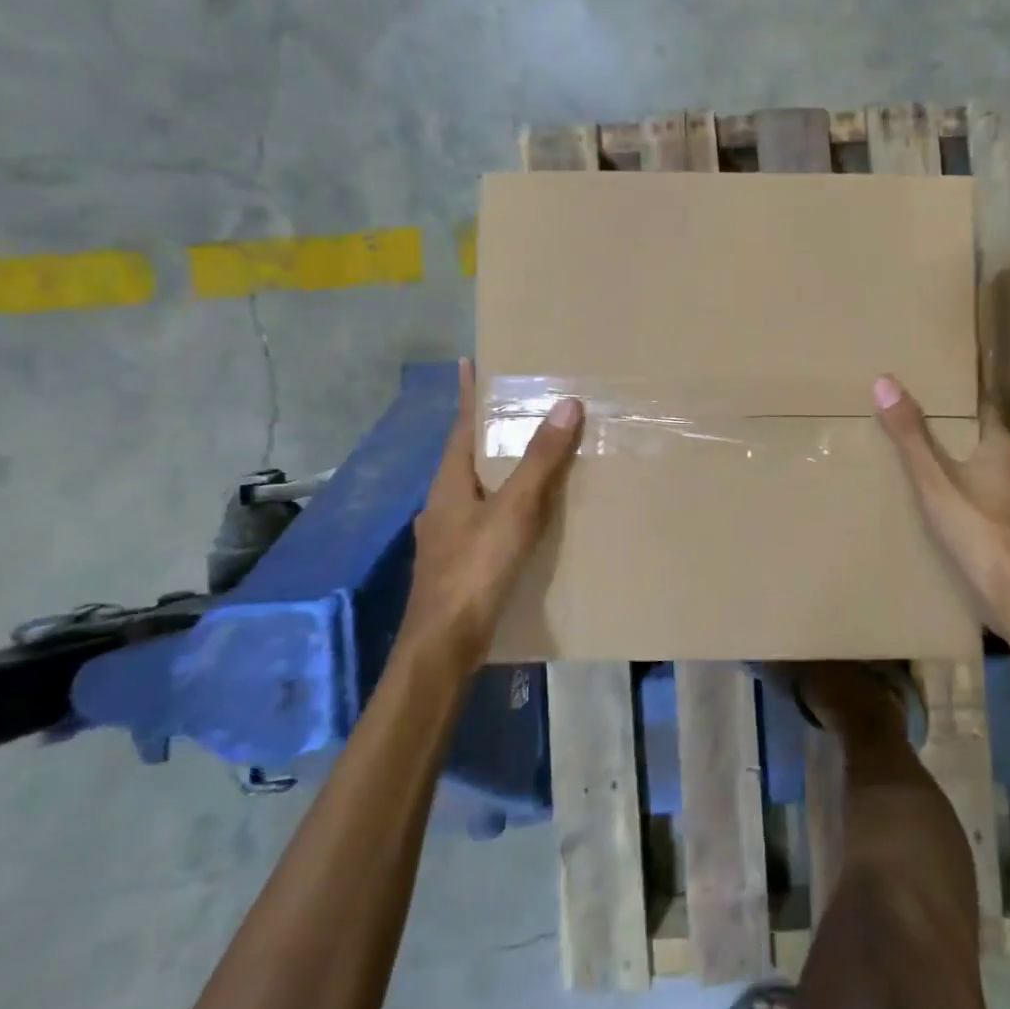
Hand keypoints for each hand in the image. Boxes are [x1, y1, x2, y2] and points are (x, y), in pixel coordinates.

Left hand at [403, 359, 583, 665]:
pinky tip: (528, 517)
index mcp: (450, 484)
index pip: (461, 427)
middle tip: (519, 407)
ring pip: (478, 490)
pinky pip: (487, 519)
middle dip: (488, 431)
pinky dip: (507, 505)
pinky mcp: (462, 563)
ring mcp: (449, 536)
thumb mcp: (514, 511)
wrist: (444, 645)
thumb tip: (566, 404)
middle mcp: (444, 504)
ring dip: (500, 470)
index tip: (469, 362)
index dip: (468, 395)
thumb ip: (540, 461)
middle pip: (467, 457)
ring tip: (533, 456)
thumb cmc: (475, 570)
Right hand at [873, 374, 1009, 628]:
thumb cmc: (979, 531)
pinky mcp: (1008, 527)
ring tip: (917, 454)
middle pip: (980, 437)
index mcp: (1002, 447)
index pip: (983, 406)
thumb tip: (885, 380)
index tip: (931, 383)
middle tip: (913, 415)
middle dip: (951, 427)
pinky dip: (960, 489)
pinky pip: (980, 495)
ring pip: (981, 467)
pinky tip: (937, 499)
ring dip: (956, 460)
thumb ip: (911, 436)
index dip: (959, 395)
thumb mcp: (935, 481)